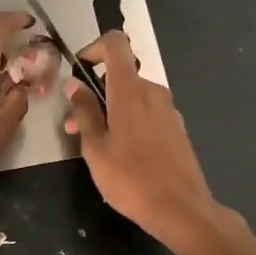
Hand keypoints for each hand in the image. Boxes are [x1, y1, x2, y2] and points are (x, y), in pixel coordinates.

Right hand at [65, 32, 223, 248]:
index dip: (94, 48)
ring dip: (112, 109)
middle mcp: (152, 91)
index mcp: (130, 90)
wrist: (181, 209)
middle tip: (76, 124)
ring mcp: (169, 109)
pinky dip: (130, 120)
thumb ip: (84, 112)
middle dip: (96, 92)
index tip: (79, 72)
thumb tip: (74, 84)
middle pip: (121, 74)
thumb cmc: (130, 179)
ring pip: (134, 96)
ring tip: (95, 144)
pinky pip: (148, 112)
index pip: (115, 44)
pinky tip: (123, 153)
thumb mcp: (95, 148)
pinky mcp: (177, 127)